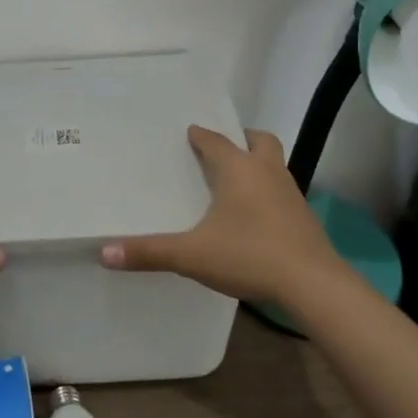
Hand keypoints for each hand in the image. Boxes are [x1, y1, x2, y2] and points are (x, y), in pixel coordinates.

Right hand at [99, 125, 344, 305]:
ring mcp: (291, 193)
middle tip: (224, 150)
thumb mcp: (192, 255)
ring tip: (237, 183)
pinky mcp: (304, 218)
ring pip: (275, 165)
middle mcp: (267, 172)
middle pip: (260, 141)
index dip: (200, 136)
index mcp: (238, 169)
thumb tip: (104, 252)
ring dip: (258, 166)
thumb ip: (149, 252)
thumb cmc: (249, 255)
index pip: (215, 141)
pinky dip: (269, 193)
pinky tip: (256, 217)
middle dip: (242, 139)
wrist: (313, 284)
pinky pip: (283, 192)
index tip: (189, 133)